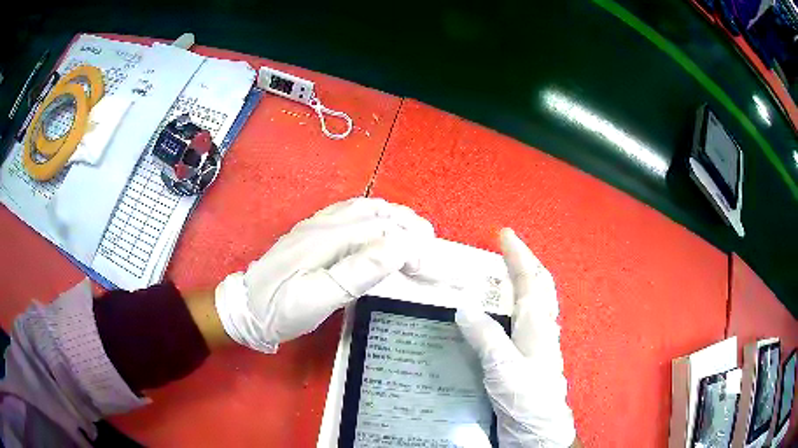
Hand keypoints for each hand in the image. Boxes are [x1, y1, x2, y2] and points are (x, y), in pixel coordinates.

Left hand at [214, 198, 434, 352]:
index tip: (426, 267)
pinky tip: (380, 227)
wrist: (245, 307)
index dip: (409, 245)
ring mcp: (316, 226)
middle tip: (430, 244)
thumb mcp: (316, 299)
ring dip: (393, 217)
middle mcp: (324, 224)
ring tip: (414, 232)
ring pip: (363, 209)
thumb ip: (356, 273)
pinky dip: (375, 217)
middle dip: (407, 226)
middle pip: (375, 214)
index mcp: (327, 239)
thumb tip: (397, 250)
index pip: (380, 231)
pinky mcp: (312, 233)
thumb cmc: (280, 309)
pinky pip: (350, 214)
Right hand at [455, 228, 576, 447]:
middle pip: (539, 286)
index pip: (529, 280)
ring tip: (504, 271)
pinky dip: (517, 304)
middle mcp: (541, 329)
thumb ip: (486, 336)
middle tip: (507, 246)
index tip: (503, 234)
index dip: (517, 255)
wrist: (538, 429)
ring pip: (535, 301)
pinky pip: (525, 320)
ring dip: (523, 280)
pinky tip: (504, 312)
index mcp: (538, 326)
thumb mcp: (503, 367)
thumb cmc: (526, 398)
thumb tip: (465, 305)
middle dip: (526, 262)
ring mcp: (537, 343)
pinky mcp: (528, 357)